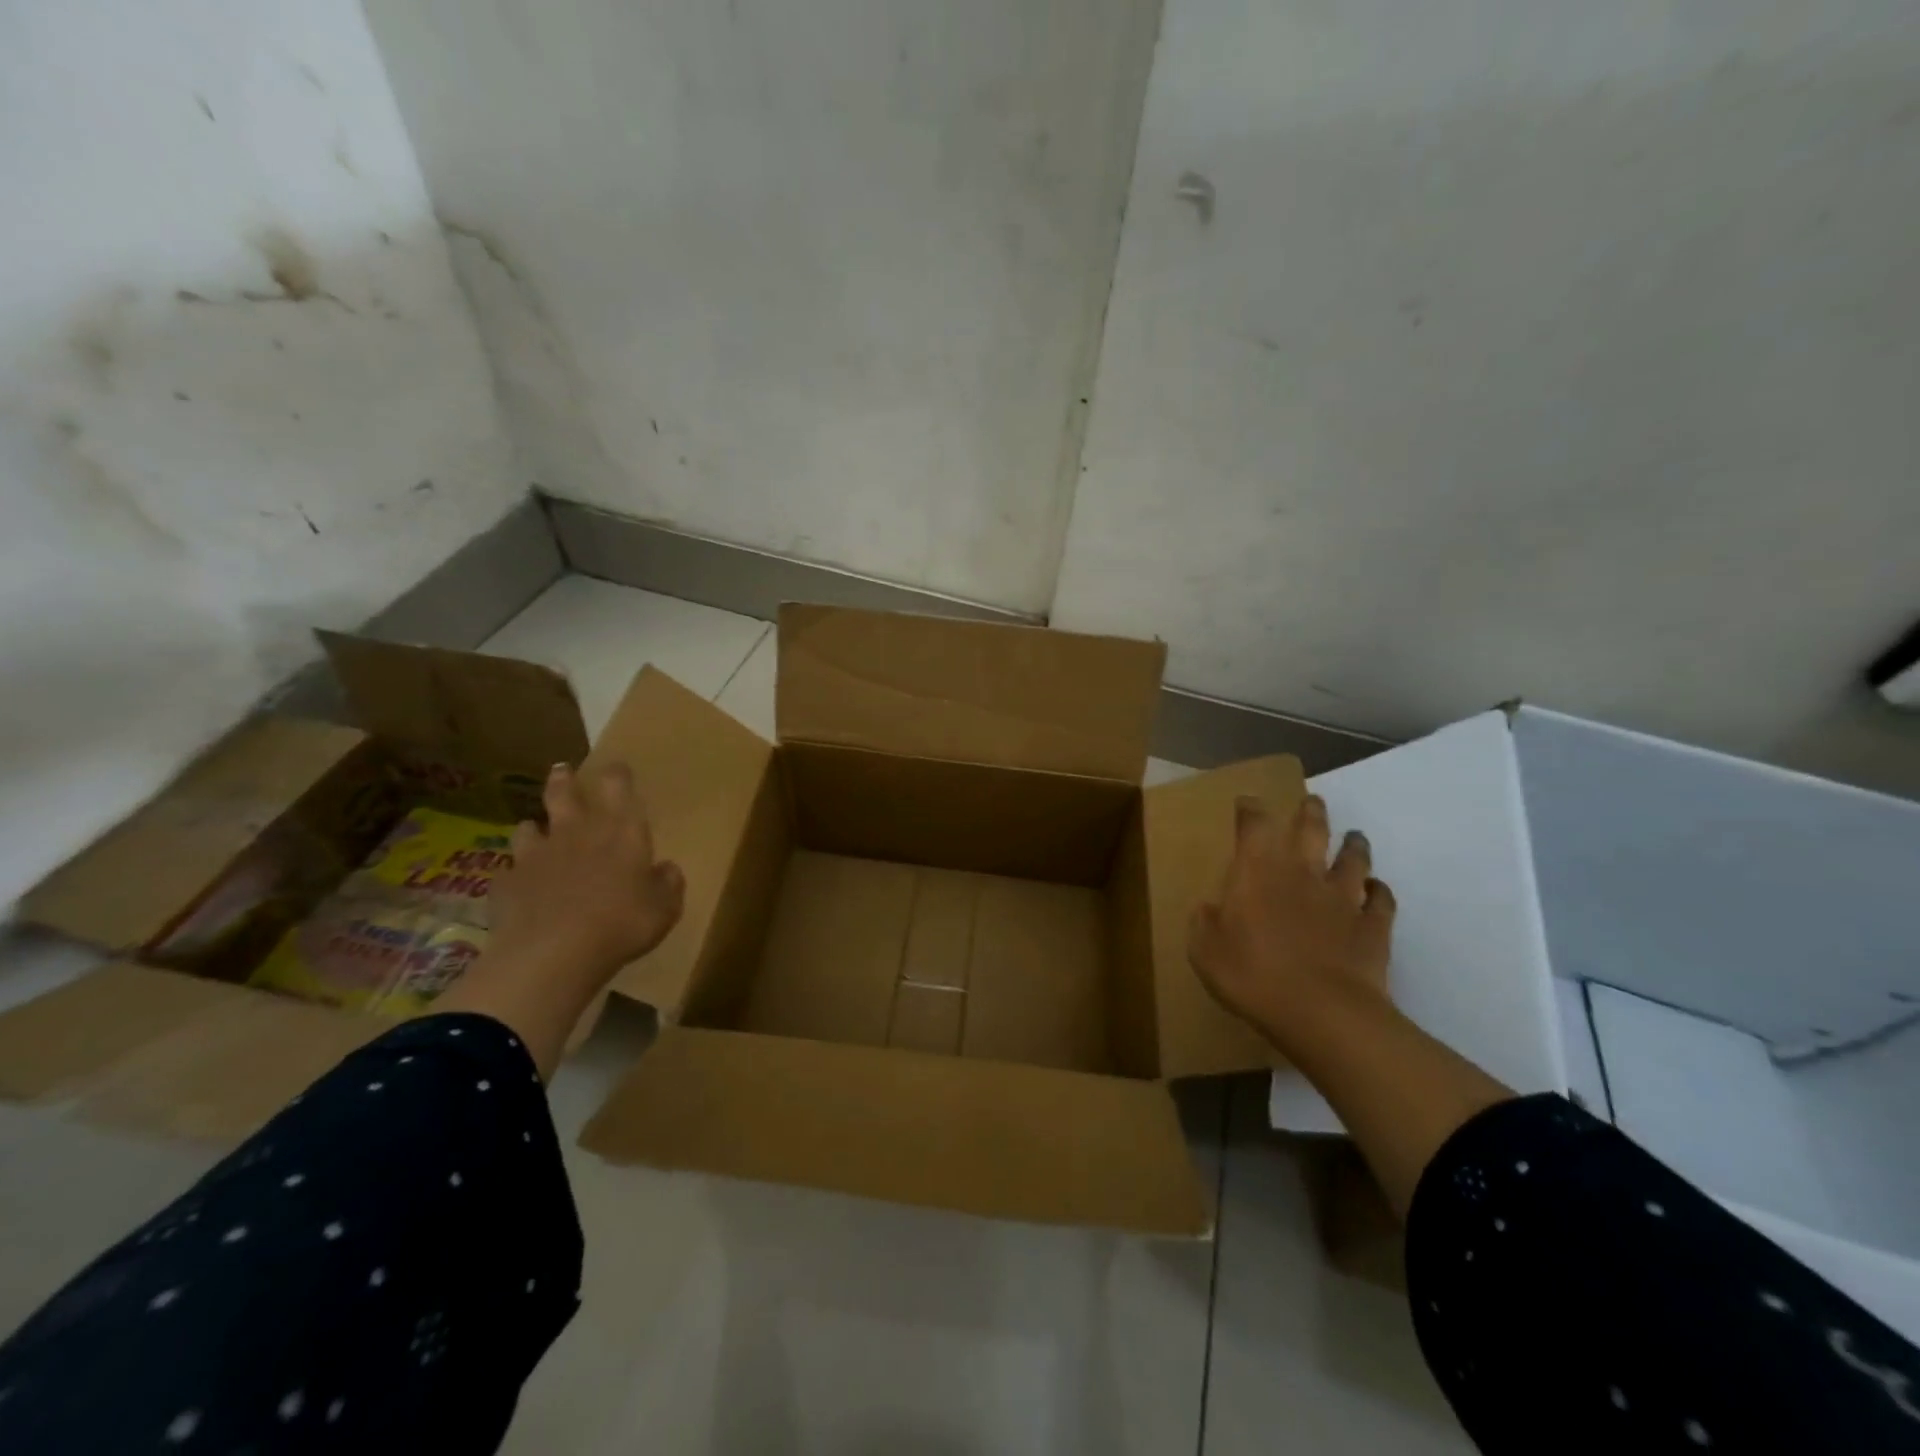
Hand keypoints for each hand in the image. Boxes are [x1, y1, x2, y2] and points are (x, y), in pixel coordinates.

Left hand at [487, 762, 684, 989]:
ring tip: (534, 828)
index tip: (617, 768)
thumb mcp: (664, 907)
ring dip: (534, 827)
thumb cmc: (621, 923)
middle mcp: (576, 833)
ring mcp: (536, 856)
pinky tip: (519, 886)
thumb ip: (668, 883)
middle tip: (562, 770)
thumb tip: (666, 869)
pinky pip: (509, 871)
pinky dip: (516, 874)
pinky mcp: (506, 883)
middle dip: (564, 779)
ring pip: (529, 827)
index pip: (618, 786)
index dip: (617, 774)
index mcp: (620, 831)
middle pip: (564, 793)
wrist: (551, 954)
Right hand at [1188, 793, 1396, 1055]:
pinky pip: (1382, 900)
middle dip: (1310, 812)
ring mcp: (1343, 898)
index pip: (1254, 825)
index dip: (1250, 809)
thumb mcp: (1205, 951)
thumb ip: (1205, 924)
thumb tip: (1208, 908)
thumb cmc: (1252, 974)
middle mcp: (1303, 873)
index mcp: (1258, 871)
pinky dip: (1379, 891)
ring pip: (1353, 859)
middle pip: (1312, 829)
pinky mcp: (1374, 926)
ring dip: (1353, 845)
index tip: (1247, 802)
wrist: (1323, 1012)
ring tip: (1354, 837)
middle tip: (1312, 802)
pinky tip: (1376, 891)